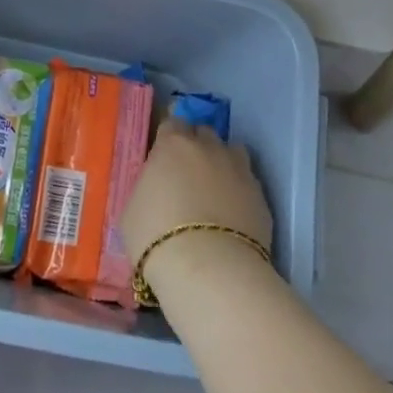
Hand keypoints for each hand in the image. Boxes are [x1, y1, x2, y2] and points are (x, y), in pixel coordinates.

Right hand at [120, 118, 273, 266]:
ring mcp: (239, 169)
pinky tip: (233, 214)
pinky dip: (240, 191)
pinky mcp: (260, 195)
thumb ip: (147, 187)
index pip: (172, 123)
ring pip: (232, 151)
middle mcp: (208, 147)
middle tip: (187, 174)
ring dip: (223, 162)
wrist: (209, 270)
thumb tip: (155, 188)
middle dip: (196, 146)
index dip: (168, 139)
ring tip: (215, 189)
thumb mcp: (132, 209)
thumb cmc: (156, 237)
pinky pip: (249, 182)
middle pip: (203, 133)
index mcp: (173, 144)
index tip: (164, 158)